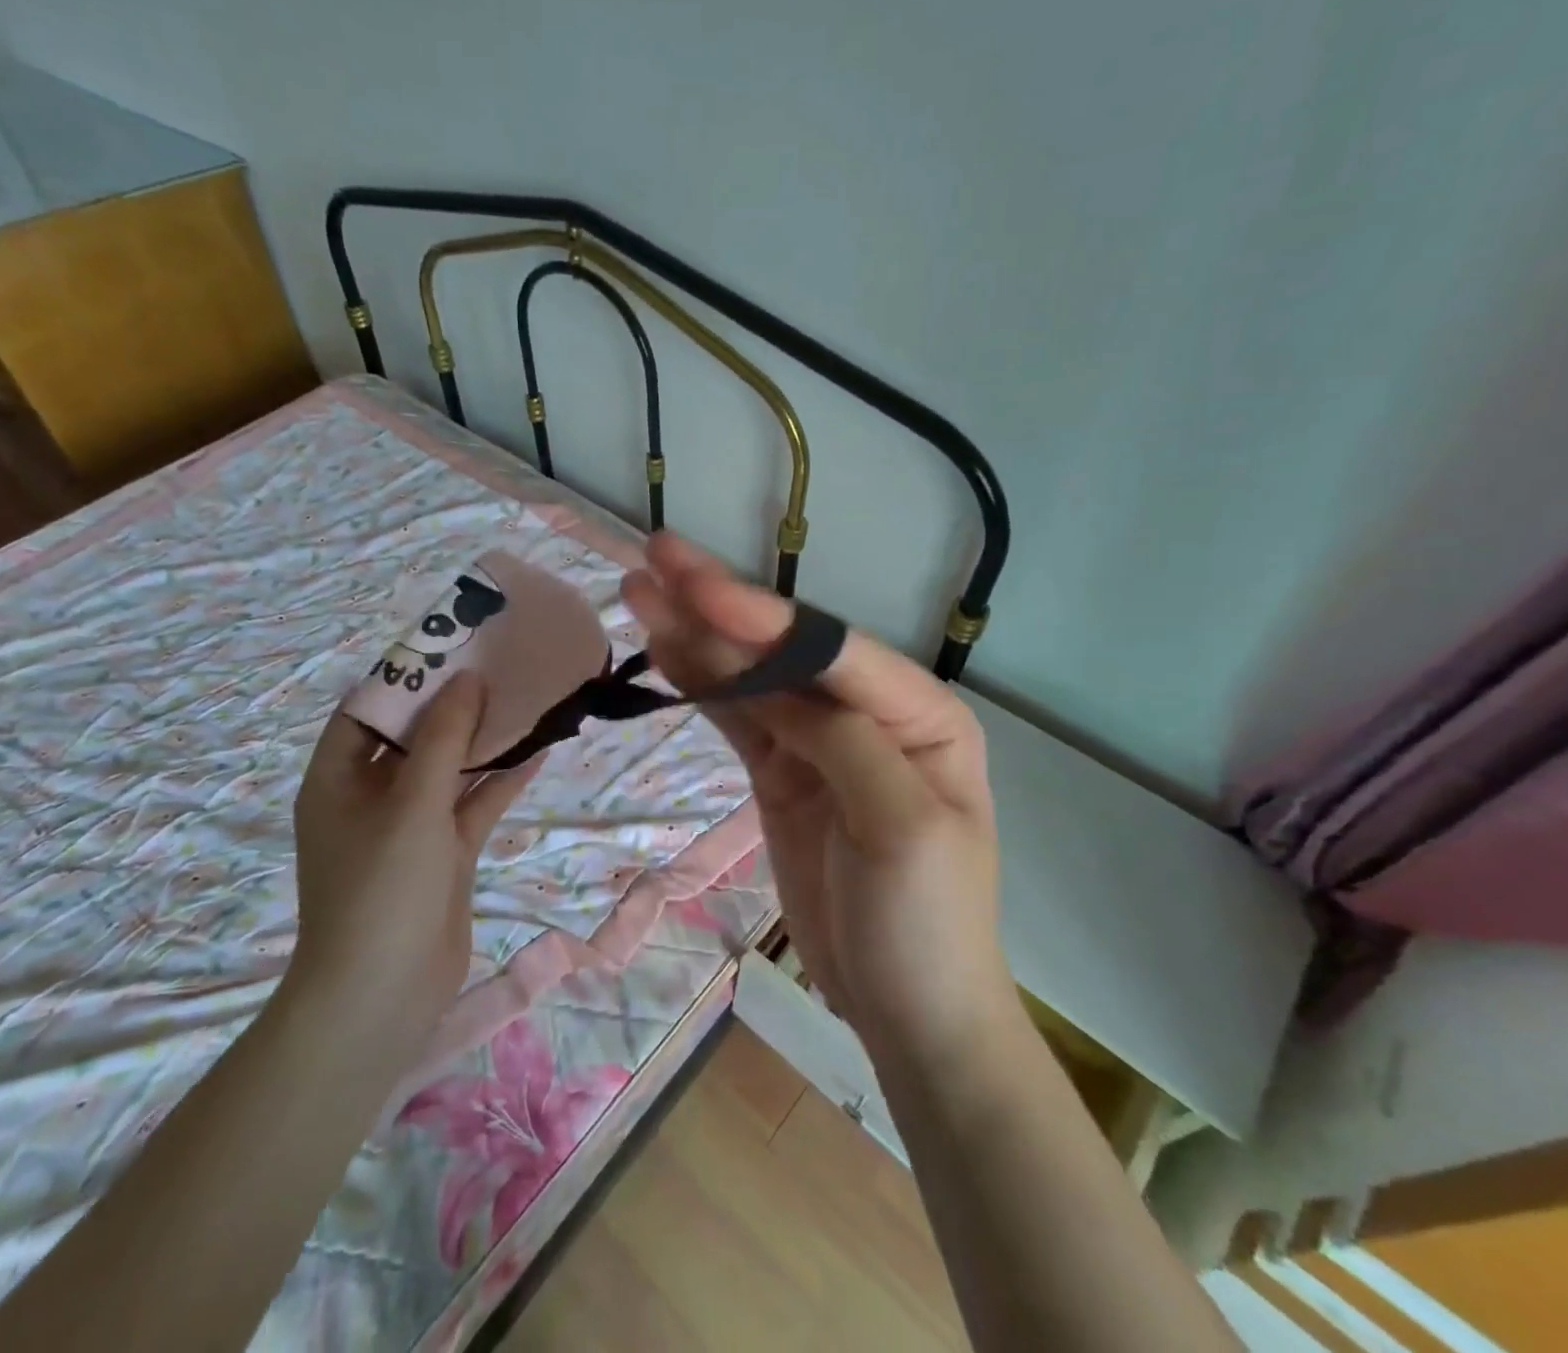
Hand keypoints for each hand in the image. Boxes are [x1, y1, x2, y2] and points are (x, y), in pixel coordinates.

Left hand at [290, 673, 542, 1045]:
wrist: (382, 997)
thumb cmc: (381, 888)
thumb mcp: (411, 803)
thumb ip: (443, 738)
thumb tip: (468, 679)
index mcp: (338, 778)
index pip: (368, 709)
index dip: (406, 675)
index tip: (450, 645)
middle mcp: (371, 795)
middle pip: (414, 735)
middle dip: (454, 702)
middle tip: (498, 662)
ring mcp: (410, 826)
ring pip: (450, 768)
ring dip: (483, 739)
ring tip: (524, 696)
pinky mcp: (444, 852)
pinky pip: (474, 803)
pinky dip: (502, 779)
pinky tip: (540, 749)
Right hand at [622, 533, 1015, 1067]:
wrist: (907, 1011)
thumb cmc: (926, 922)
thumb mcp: (902, 828)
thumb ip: (843, 741)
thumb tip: (775, 684)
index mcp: (920, 713)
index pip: (832, 650)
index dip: (763, 617)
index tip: (696, 586)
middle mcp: (869, 711)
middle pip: (784, 648)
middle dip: (721, 605)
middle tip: (657, 557)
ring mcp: (817, 741)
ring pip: (751, 676)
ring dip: (698, 635)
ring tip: (641, 591)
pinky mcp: (781, 771)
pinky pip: (736, 717)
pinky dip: (700, 684)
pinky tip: (663, 648)